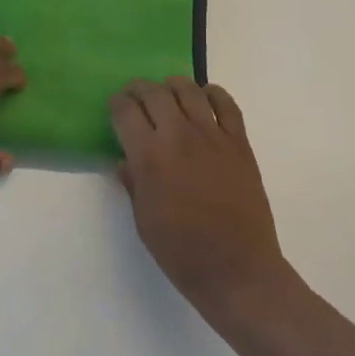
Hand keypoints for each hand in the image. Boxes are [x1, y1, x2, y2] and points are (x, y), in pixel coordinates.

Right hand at [110, 78, 290, 315]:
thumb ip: (133, 183)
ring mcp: (212, 136)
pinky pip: (226, 104)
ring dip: (173, 86)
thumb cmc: (182, 252)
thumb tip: (125, 160)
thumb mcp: (143, 221)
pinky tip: (204, 98)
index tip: (115, 107)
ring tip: (168, 93)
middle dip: (139, 89)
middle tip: (136, 96)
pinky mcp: (239, 142)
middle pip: (154, 93)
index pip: (125, 111)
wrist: (237, 270)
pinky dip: (212, 93)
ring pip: (188, 90)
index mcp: (149, 157)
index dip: (116, 104)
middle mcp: (178, 137)